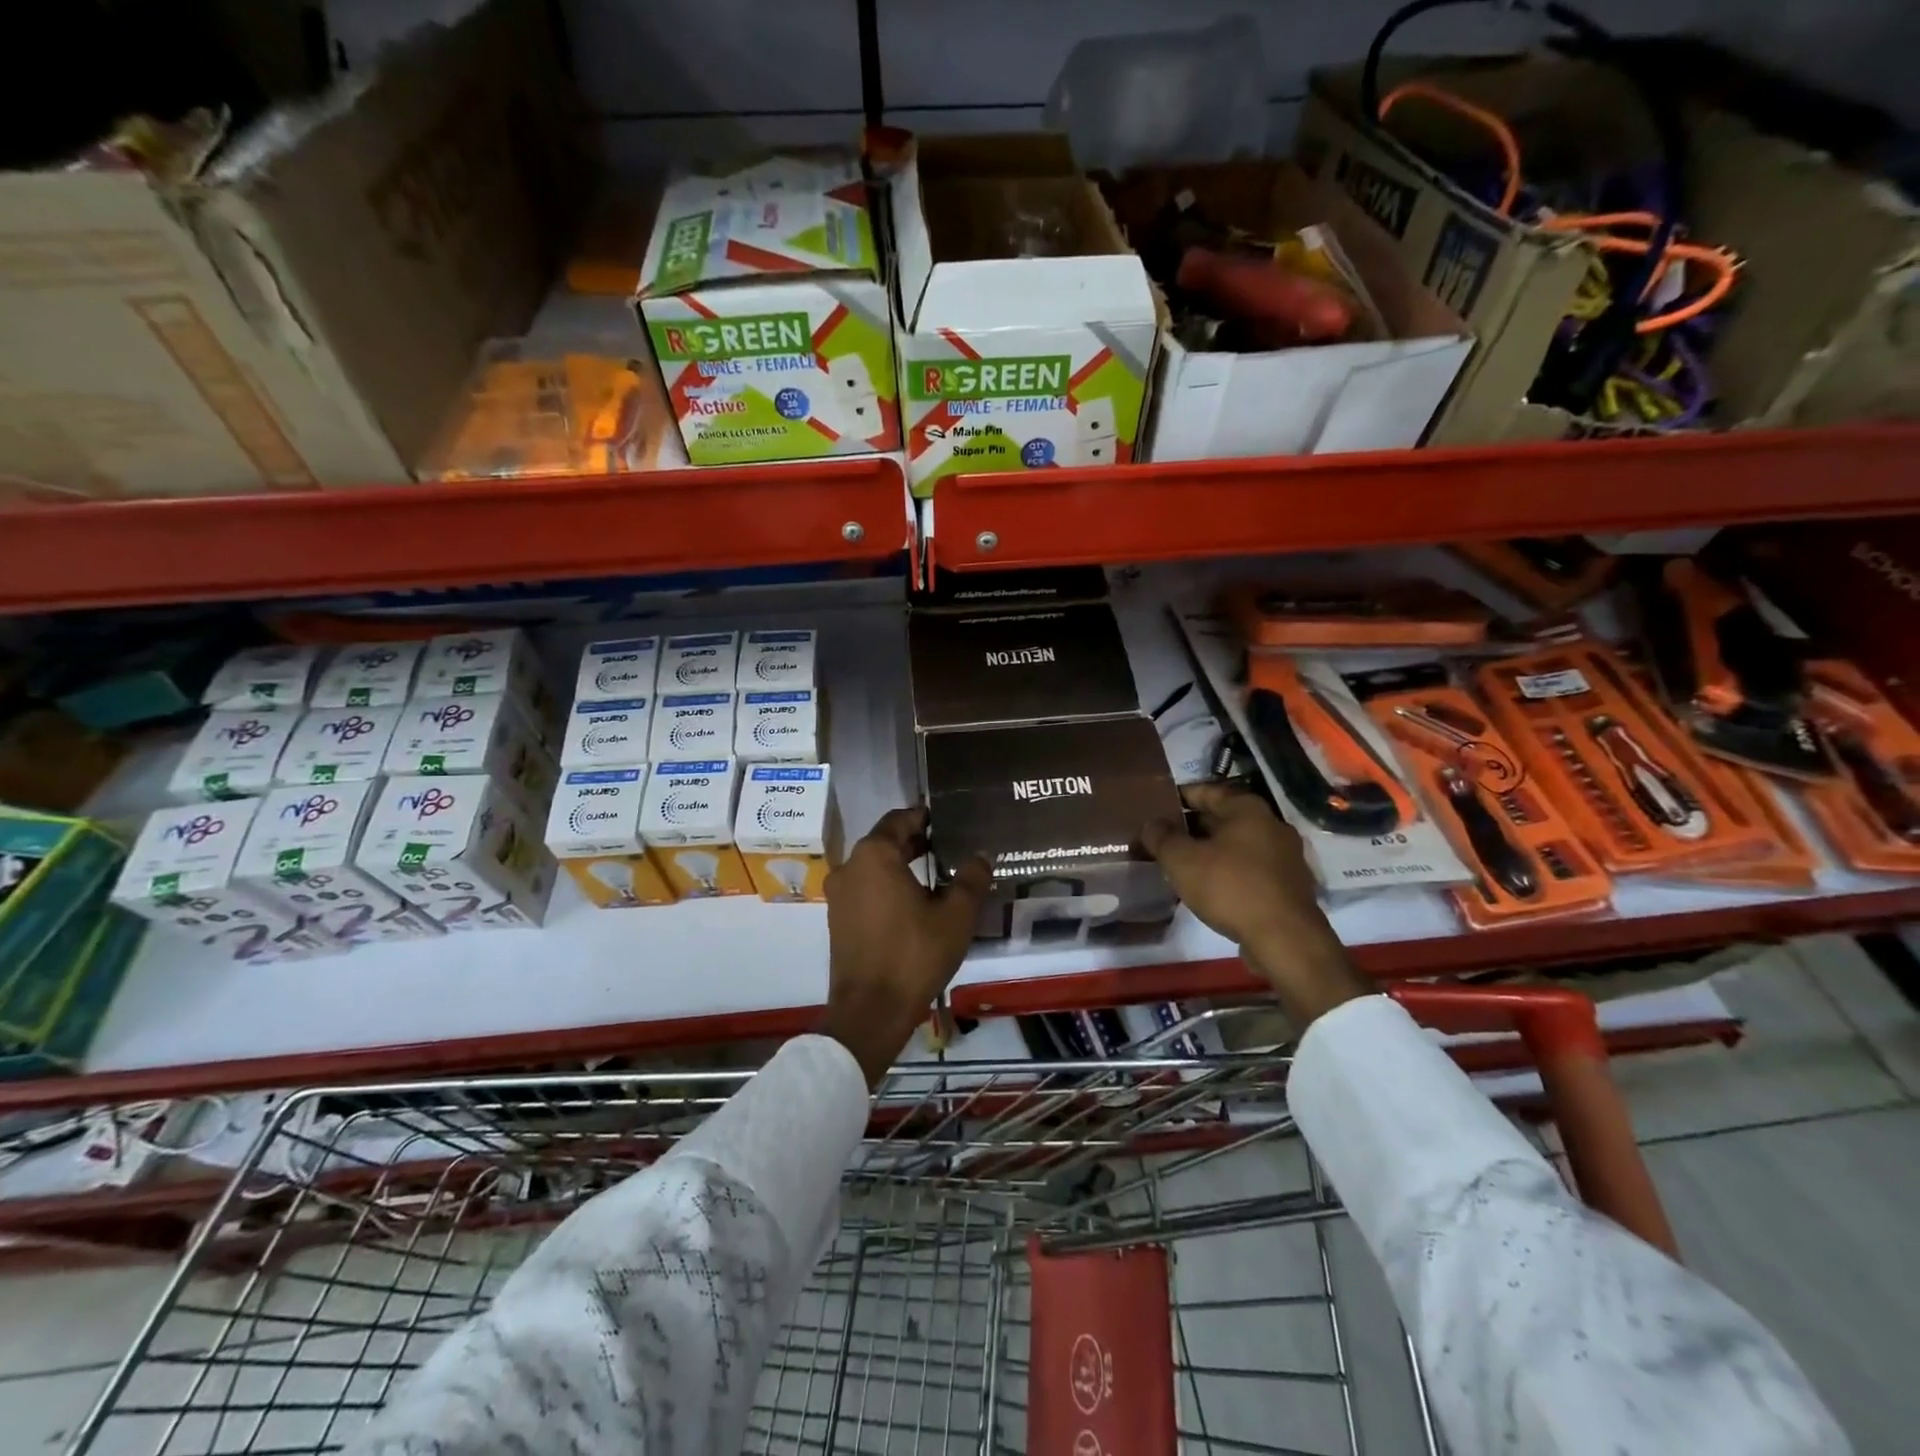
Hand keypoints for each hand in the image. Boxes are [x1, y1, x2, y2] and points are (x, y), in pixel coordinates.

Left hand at [822, 806, 989, 1084]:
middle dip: (915, 841)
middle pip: (885, 841)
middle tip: (948, 844)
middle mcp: (850, 866)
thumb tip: (980, 855)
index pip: (900, 819)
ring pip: (874, 866)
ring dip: (902, 864)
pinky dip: (888, 885)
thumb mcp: (956, 915)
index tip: (947, 818)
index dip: (924, 816)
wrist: (871, 1011)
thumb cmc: (914, 954)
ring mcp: (840, 894)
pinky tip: (915, 902)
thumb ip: (971, 878)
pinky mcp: (838, 919)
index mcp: (874, 855)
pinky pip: (866, 888)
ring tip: (937, 873)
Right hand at [1142, 783, 1370, 1028]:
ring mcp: (1284, 857)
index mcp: (1248, 809)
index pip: (1208, 791)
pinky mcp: (1288, 885)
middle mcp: (1271, 825)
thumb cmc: (1231, 888)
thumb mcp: (1182, 860)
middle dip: (1193, 826)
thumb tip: (1151, 824)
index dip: (1180, 796)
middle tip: (1163, 837)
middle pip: (1224, 818)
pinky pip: (1250, 868)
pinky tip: (1209, 886)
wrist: (1285, 939)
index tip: (1157, 806)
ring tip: (1181, 862)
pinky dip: (1228, 871)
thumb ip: (1162, 837)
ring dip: (1211, 850)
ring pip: (1237, 845)